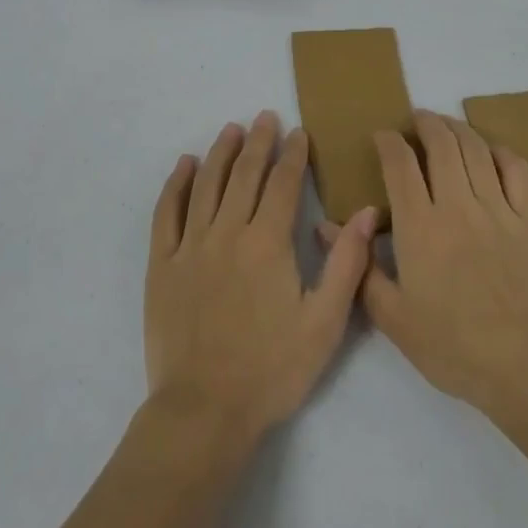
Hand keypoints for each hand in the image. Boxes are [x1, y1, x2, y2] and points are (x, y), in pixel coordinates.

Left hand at [145, 111, 379, 442]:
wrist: (204, 410)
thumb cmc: (271, 370)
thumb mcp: (324, 324)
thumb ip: (347, 265)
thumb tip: (365, 212)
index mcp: (268, 243)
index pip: (282, 184)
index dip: (292, 155)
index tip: (298, 132)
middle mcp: (227, 232)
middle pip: (245, 175)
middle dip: (259, 142)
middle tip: (266, 117)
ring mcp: (190, 246)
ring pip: (207, 184)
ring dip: (221, 153)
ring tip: (232, 129)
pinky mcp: (163, 264)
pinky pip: (167, 212)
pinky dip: (176, 184)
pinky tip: (185, 165)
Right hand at [325, 111, 527, 415]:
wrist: (522, 367)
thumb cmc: (450, 346)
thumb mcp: (392, 316)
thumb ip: (360, 265)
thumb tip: (326, 226)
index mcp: (419, 226)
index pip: (400, 164)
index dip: (389, 141)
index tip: (383, 136)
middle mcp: (457, 206)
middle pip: (441, 145)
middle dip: (426, 123)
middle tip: (418, 118)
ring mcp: (498, 210)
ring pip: (477, 150)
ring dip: (459, 129)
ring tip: (448, 125)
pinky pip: (518, 171)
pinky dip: (502, 153)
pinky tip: (492, 152)